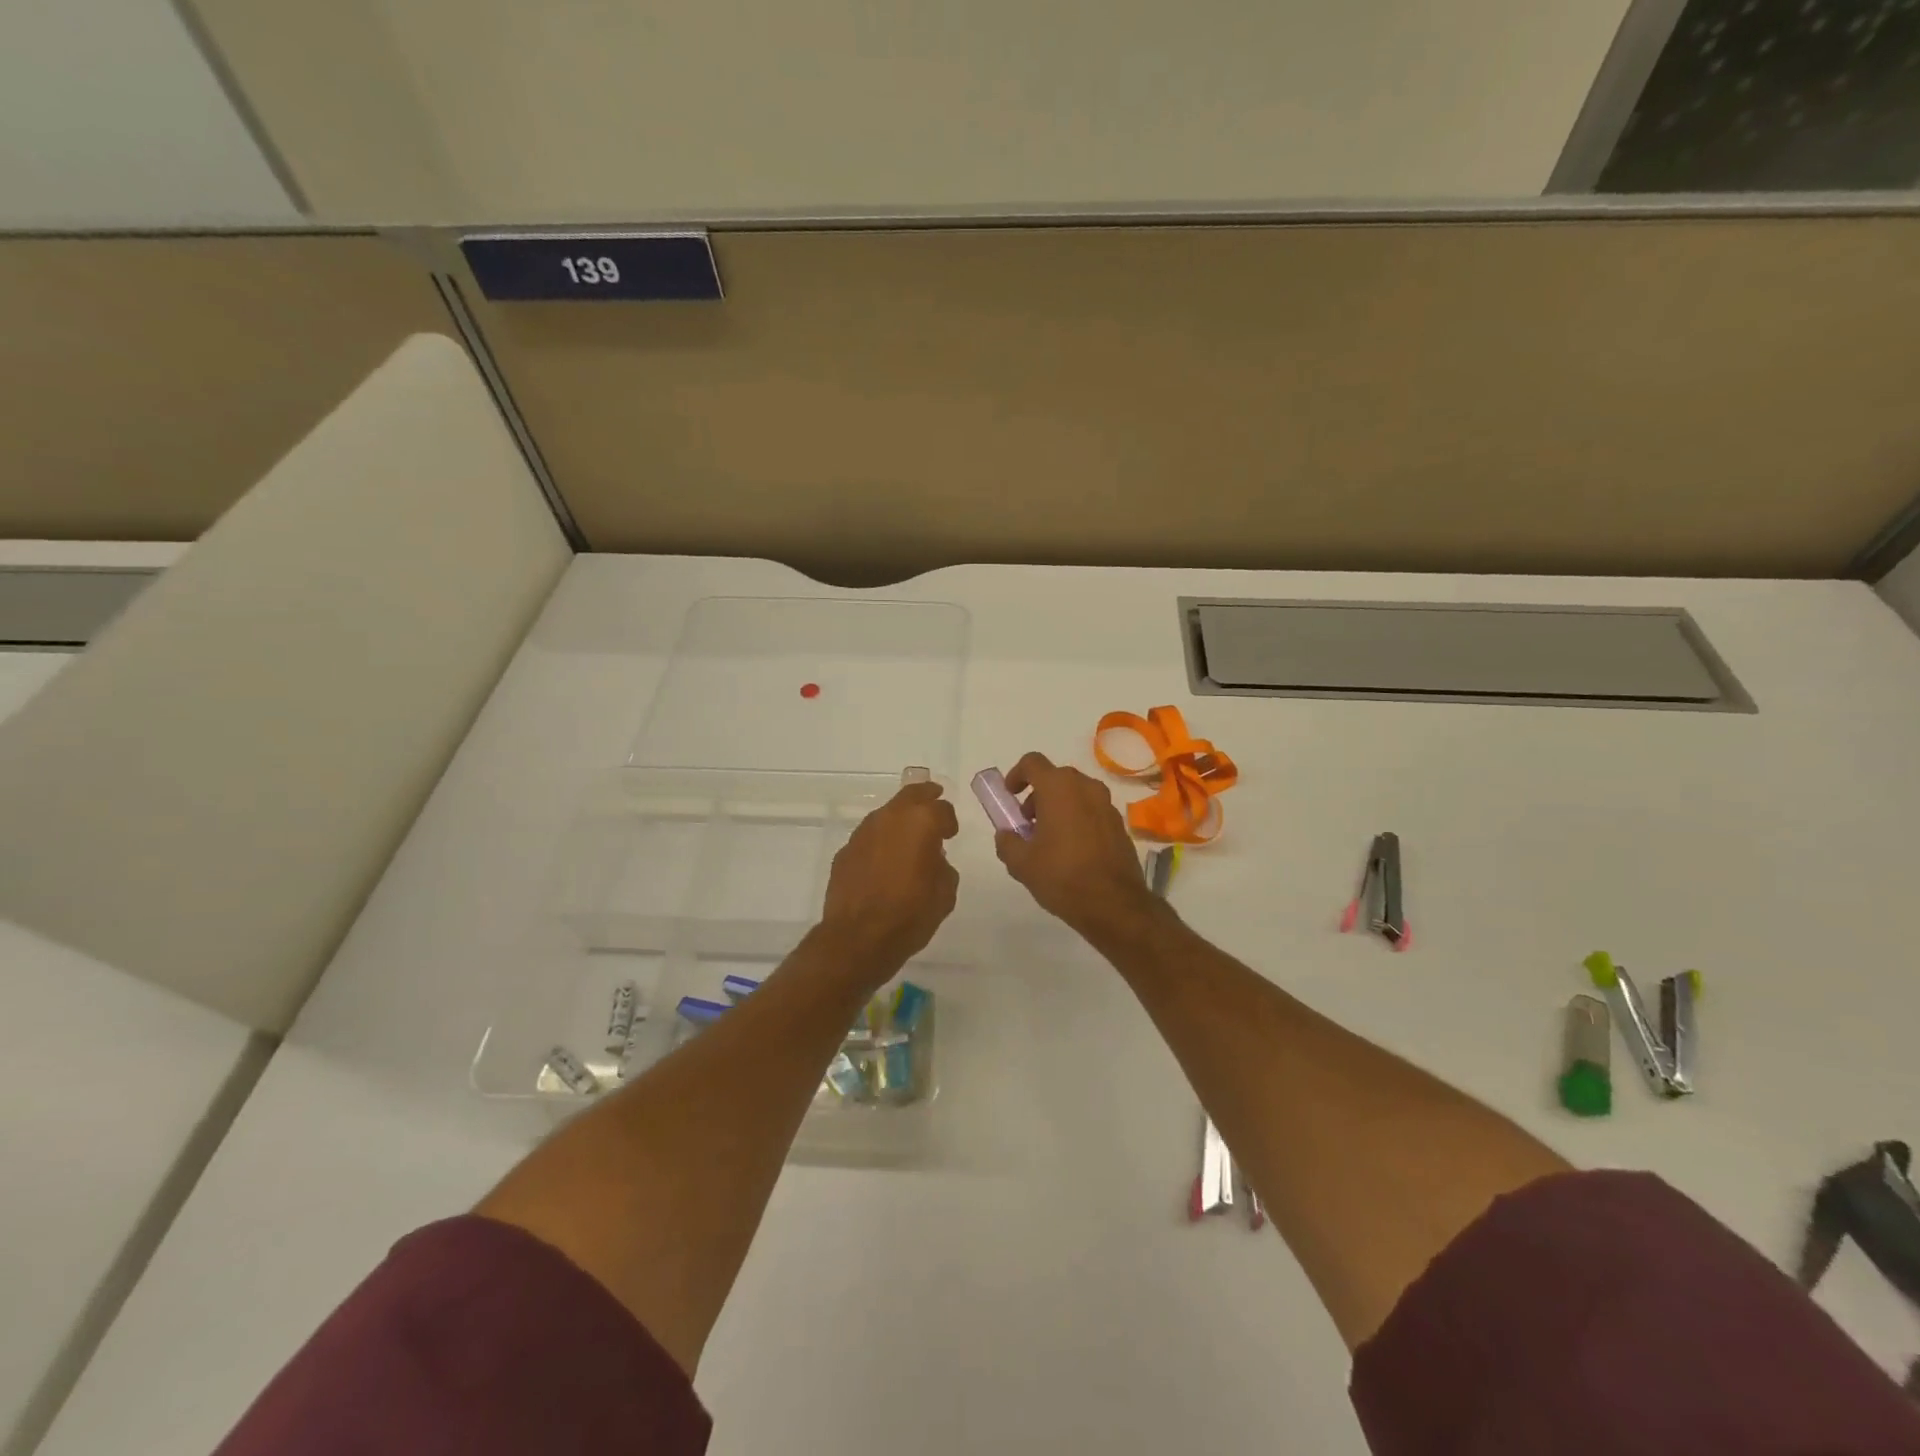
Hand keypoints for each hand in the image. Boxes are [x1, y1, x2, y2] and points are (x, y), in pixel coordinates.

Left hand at [820, 781, 959, 972]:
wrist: (858, 938)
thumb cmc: (911, 914)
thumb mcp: (945, 892)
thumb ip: (943, 866)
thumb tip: (933, 859)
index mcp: (921, 822)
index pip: (941, 808)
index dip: (949, 821)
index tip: (950, 834)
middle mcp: (890, 818)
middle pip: (911, 795)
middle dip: (925, 796)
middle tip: (933, 799)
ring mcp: (863, 832)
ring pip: (886, 815)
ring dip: (899, 821)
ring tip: (907, 839)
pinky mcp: (845, 851)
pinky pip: (869, 838)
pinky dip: (880, 843)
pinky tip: (883, 863)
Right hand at [994, 753, 1158, 942]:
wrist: (1114, 904)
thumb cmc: (1062, 876)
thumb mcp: (1021, 863)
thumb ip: (1007, 842)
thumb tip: (1006, 834)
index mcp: (1059, 788)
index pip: (1032, 762)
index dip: (1016, 775)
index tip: (1009, 795)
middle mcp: (1086, 787)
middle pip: (1055, 778)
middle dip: (1037, 795)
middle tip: (1027, 823)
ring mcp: (1106, 805)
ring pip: (1076, 794)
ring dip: (1058, 807)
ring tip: (1048, 840)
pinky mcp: (1119, 824)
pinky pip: (1092, 811)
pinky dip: (1078, 819)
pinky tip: (1071, 851)